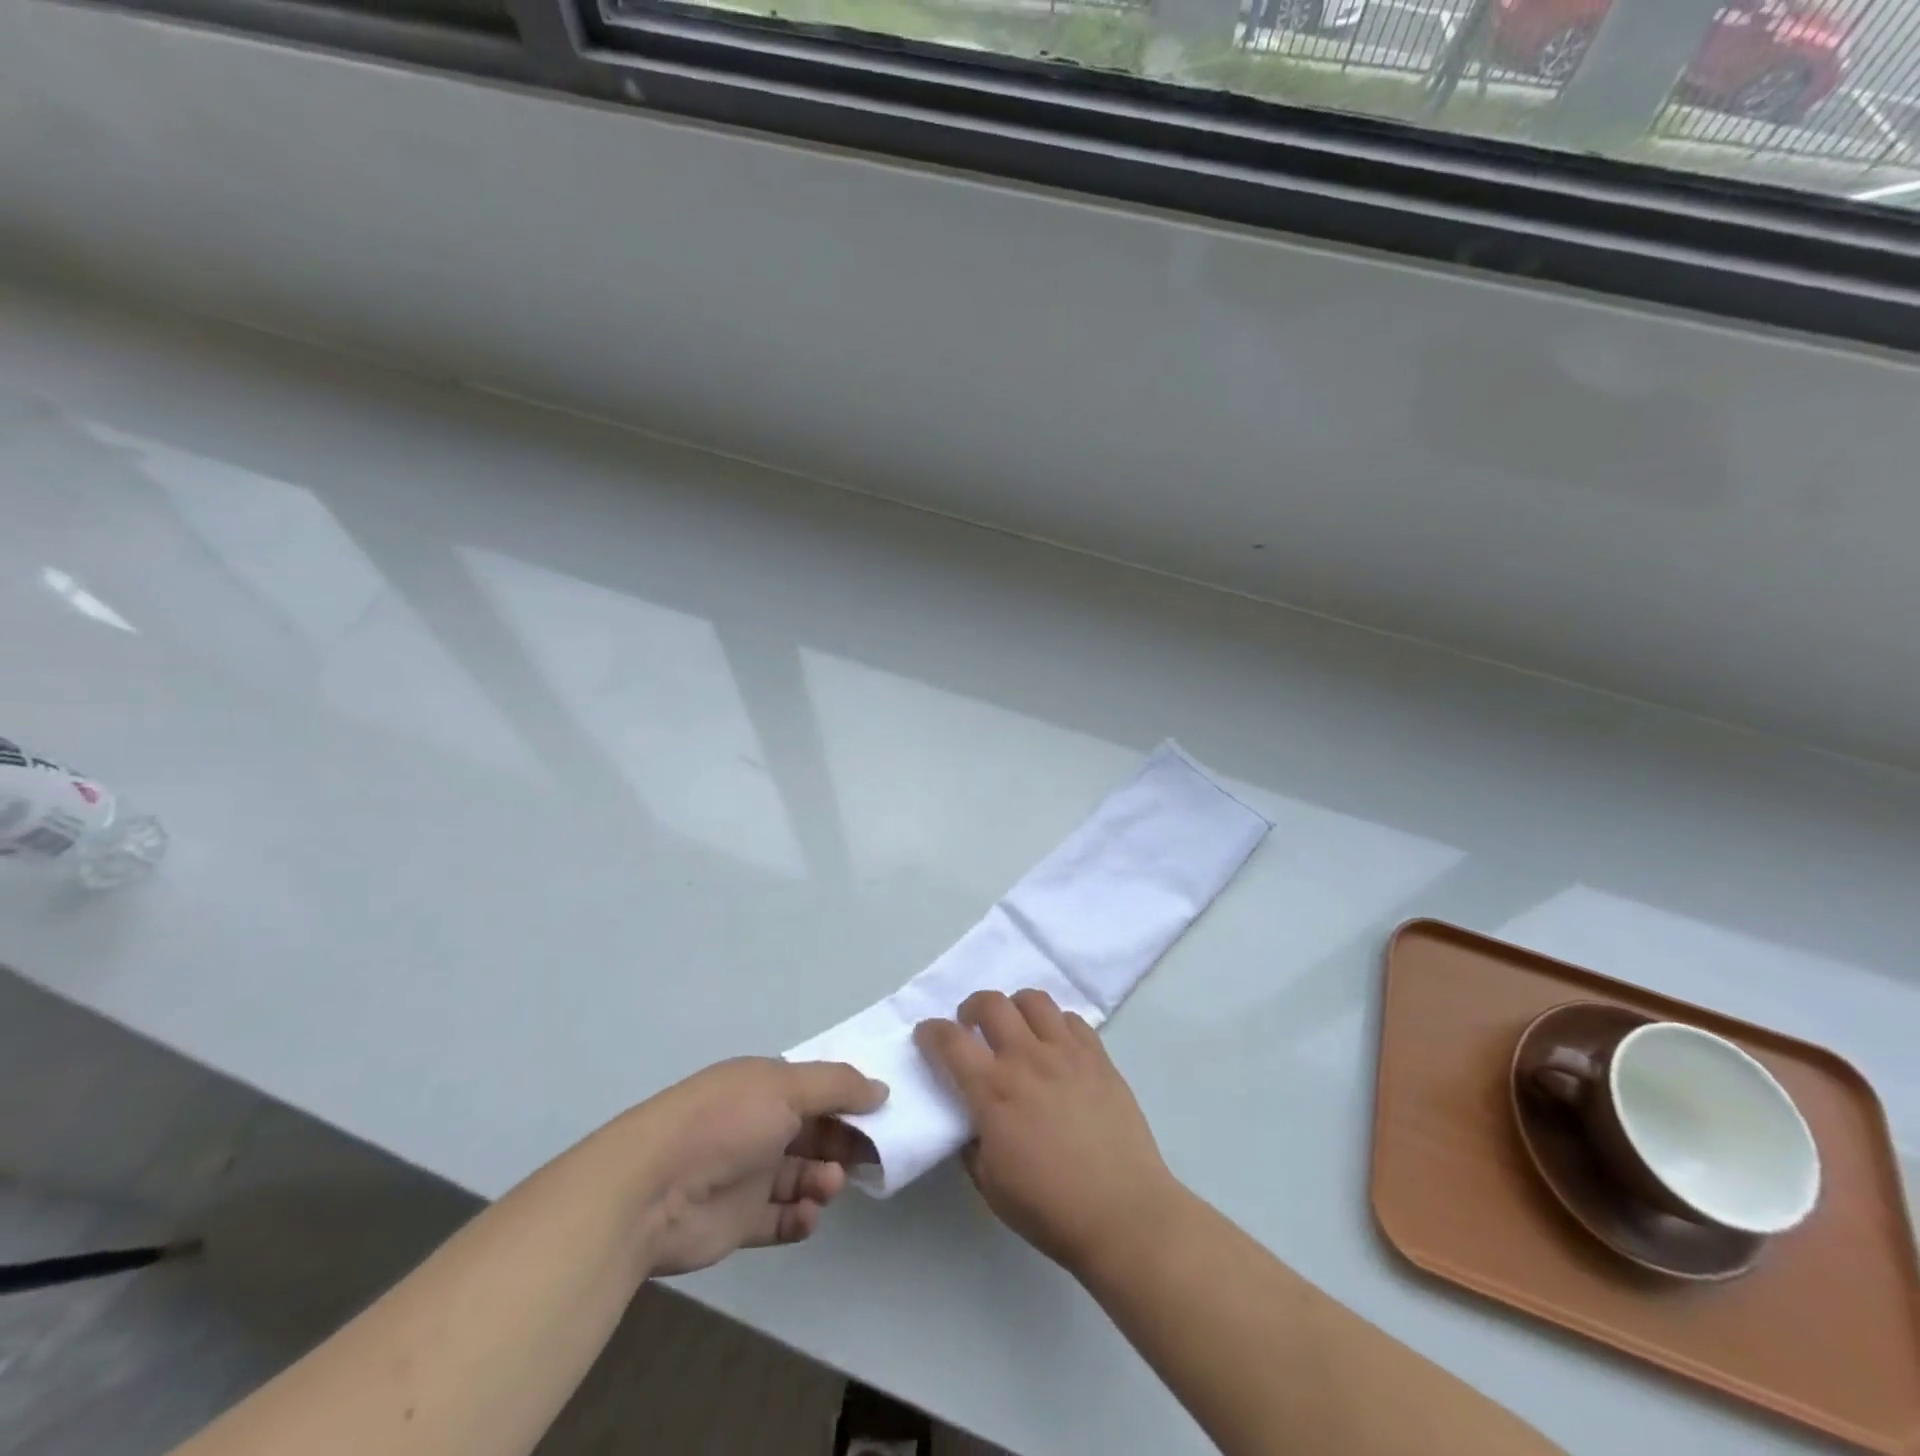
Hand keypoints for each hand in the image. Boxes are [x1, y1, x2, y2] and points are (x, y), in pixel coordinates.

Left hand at [627, 1057, 886, 1276]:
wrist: (652, 1190)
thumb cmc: (726, 1122)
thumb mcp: (787, 1087)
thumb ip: (839, 1086)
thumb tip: (882, 1090)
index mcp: (766, 1087)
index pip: (818, 1090)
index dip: (850, 1102)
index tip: (883, 1117)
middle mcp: (759, 1126)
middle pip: (816, 1133)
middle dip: (844, 1143)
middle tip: (868, 1158)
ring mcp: (748, 1174)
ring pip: (803, 1176)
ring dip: (824, 1180)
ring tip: (827, 1186)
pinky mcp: (739, 1221)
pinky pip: (781, 1219)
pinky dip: (801, 1218)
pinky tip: (807, 1216)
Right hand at [914, 990, 1181, 1277]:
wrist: (1123, 1213)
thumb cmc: (1050, 1208)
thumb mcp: (991, 1185)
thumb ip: (972, 1143)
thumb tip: (971, 1118)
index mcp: (994, 1091)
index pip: (950, 1041)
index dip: (930, 1031)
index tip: (926, 1034)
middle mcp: (1027, 1059)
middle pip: (992, 1003)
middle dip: (972, 1007)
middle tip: (971, 1026)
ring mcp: (1067, 1053)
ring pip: (1034, 1000)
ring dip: (1015, 1008)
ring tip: (1016, 1028)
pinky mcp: (1099, 1057)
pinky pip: (1072, 1019)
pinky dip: (1055, 1024)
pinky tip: (1055, 1046)